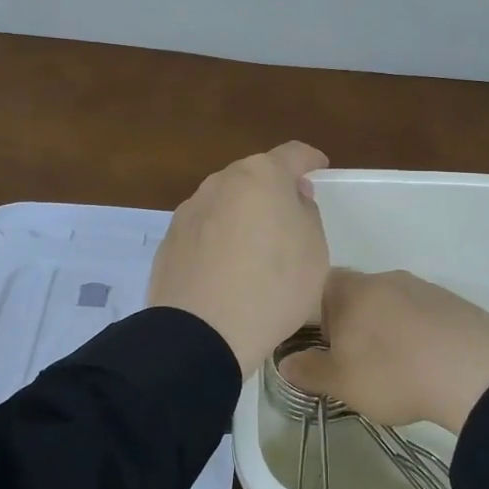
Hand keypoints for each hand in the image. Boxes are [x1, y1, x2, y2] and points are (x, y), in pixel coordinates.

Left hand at [146, 142, 330, 374]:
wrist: (202, 333)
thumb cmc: (273, 287)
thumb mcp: (314, 251)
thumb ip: (306, 214)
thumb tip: (292, 198)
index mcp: (261, 176)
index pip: (292, 154)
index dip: (309, 159)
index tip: (319, 167)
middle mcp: (220, 182)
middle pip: (254, 176)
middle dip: (272, 190)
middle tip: (289, 216)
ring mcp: (190, 210)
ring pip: (225, 203)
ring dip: (242, 215)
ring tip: (255, 249)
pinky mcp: (169, 241)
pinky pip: (204, 231)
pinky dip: (218, 240)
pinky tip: (226, 270)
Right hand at [279, 270, 488, 431]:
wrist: (476, 372)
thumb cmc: (394, 373)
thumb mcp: (342, 382)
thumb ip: (309, 371)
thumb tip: (286, 362)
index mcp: (351, 290)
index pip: (318, 285)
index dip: (311, 312)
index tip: (316, 342)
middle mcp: (384, 278)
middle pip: (355, 292)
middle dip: (349, 321)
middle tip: (350, 358)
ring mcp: (421, 287)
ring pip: (389, 302)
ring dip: (384, 326)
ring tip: (391, 364)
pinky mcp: (451, 302)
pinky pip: (419, 313)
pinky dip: (414, 332)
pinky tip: (422, 360)